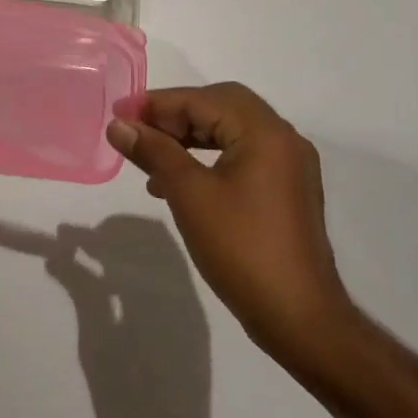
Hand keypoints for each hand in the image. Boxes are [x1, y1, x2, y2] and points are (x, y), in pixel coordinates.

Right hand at [44, 216, 215, 417]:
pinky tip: (117, 285)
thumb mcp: (96, 347)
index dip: (92, 234)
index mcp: (158, 297)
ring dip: (129, 246)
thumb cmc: (128, 404)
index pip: (127, 242)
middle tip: (80, 243)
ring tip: (94, 260)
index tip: (63, 236)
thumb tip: (59, 254)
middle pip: (152, 236)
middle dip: (114, 232)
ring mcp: (192, 307)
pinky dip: (142, 266)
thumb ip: (83, 293)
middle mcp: (182, 293)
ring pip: (163, 252)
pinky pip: (169, 275)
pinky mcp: (193, 322)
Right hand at [108, 85, 357, 373]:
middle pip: (220, 106)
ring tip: (150, 157)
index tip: (118, 115)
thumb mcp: (188, 195)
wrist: (299, 318)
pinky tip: (178, 183)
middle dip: (174, 115)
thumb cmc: (241, 249)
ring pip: (230, 131)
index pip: (202, 100)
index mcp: (264, 132)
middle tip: (137, 130)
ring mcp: (289, 166)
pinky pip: (241, 156)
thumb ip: (153, 152)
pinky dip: (207, 157)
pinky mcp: (286, 191)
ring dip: (189, 137)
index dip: (156, 104)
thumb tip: (118, 125)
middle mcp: (283, 139)